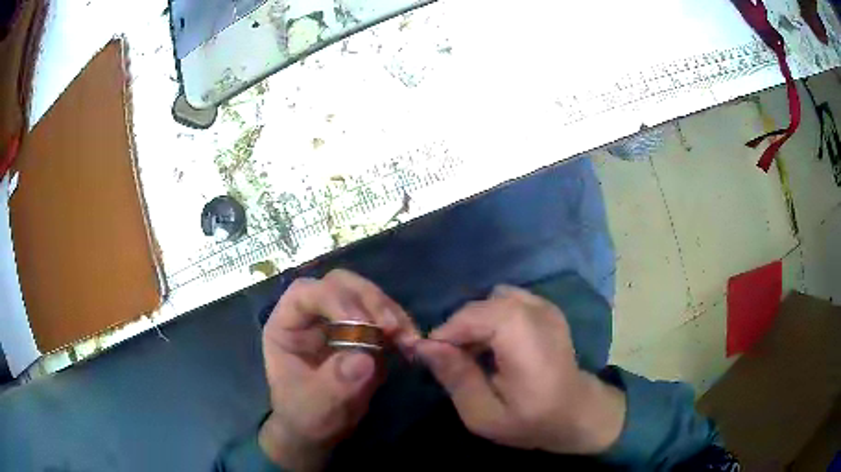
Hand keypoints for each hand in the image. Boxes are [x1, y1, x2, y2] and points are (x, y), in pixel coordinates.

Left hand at [259, 269, 419, 470]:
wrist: (321, 433)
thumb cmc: (306, 417)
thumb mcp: (315, 407)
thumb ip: (335, 383)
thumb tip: (365, 358)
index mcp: (287, 325)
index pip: (307, 293)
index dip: (335, 300)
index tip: (364, 324)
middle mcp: (312, 316)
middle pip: (340, 284)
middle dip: (368, 300)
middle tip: (391, 328)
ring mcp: (339, 323)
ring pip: (366, 296)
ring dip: (390, 313)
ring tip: (408, 339)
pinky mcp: (362, 334)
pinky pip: (383, 317)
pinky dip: (401, 327)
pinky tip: (411, 344)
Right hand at [414, 285, 625, 454]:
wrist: (578, 412)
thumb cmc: (532, 420)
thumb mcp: (484, 414)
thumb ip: (455, 377)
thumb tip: (425, 346)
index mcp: (522, 338)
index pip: (470, 317)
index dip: (445, 336)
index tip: (433, 362)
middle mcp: (535, 311)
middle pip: (479, 307)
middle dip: (459, 332)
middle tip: (455, 364)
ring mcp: (544, 305)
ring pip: (490, 301)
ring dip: (476, 325)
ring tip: (477, 355)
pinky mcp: (546, 307)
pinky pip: (506, 301)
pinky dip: (493, 318)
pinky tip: (498, 346)